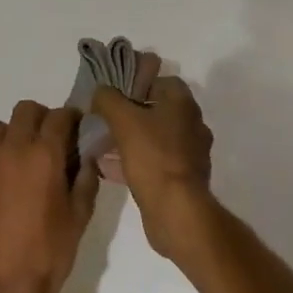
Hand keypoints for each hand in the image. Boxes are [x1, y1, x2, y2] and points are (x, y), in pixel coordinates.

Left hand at [0, 101, 96, 292]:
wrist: (5, 287)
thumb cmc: (50, 253)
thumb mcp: (80, 216)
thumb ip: (86, 179)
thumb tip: (86, 156)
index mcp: (46, 155)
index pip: (60, 116)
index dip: (70, 118)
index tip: (75, 129)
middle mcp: (14, 148)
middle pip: (26, 110)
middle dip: (41, 119)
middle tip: (48, 141)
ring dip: (12, 136)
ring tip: (19, 160)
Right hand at [89, 71, 215, 259]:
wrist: (176, 210)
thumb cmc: (153, 157)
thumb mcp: (124, 120)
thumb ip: (108, 99)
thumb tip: (101, 91)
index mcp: (183, 104)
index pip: (162, 81)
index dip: (138, 83)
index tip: (114, 94)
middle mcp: (191, 125)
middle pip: (157, 110)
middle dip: (130, 114)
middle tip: (104, 119)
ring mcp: (189, 153)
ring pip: (154, 138)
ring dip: (130, 139)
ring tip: (102, 143)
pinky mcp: (181, 179)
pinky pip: (154, 162)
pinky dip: (134, 162)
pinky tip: (109, 168)